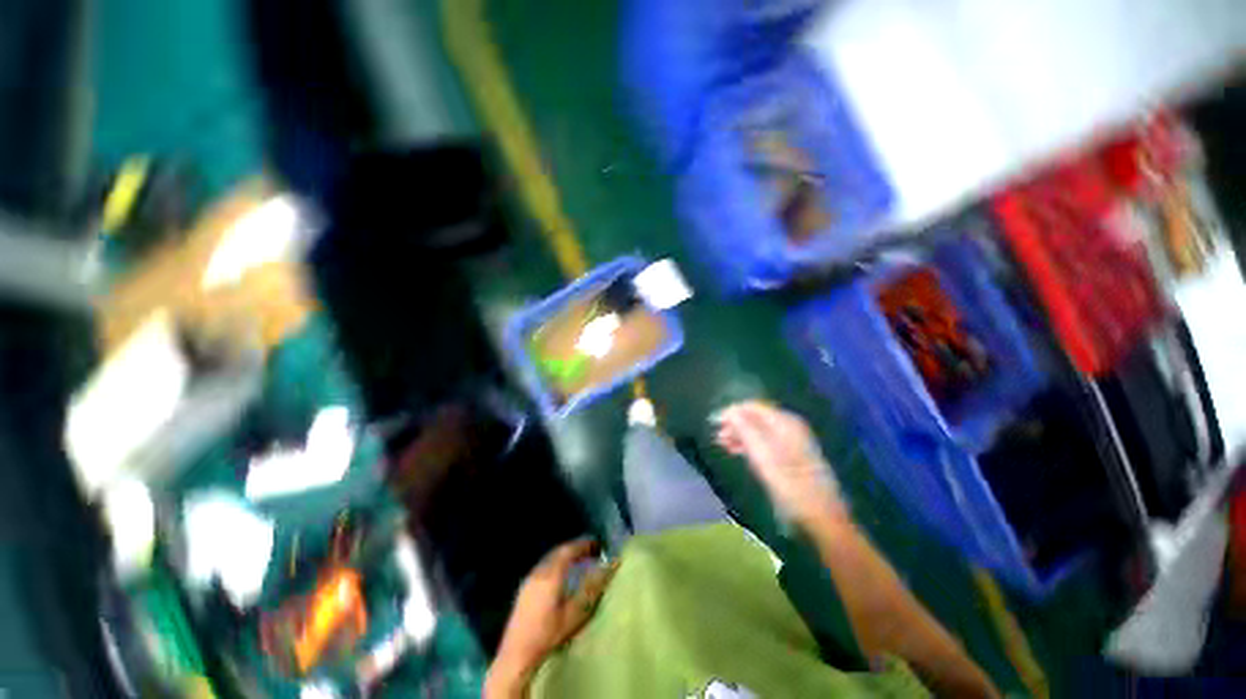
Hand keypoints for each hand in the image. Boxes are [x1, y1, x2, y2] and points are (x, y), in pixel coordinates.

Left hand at [485, 539, 615, 697]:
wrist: (517, 654)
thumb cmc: (549, 634)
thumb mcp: (575, 613)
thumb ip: (592, 588)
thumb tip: (609, 568)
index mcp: (551, 574)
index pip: (568, 550)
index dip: (583, 545)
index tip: (597, 546)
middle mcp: (538, 571)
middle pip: (558, 552)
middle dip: (574, 549)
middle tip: (589, 553)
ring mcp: (529, 580)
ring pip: (549, 559)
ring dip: (564, 557)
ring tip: (578, 563)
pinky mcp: (523, 590)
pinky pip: (543, 568)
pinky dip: (555, 565)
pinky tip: (560, 577)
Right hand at [715, 401, 846, 527]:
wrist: (823, 517)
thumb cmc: (791, 486)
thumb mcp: (763, 458)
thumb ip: (745, 431)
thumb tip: (730, 411)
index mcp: (785, 423)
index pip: (753, 407)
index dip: (732, 412)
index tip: (714, 423)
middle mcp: (790, 426)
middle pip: (756, 417)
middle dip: (735, 424)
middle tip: (717, 436)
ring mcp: (793, 440)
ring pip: (760, 430)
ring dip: (740, 435)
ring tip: (723, 445)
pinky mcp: (792, 454)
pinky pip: (766, 440)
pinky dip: (751, 444)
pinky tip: (738, 452)